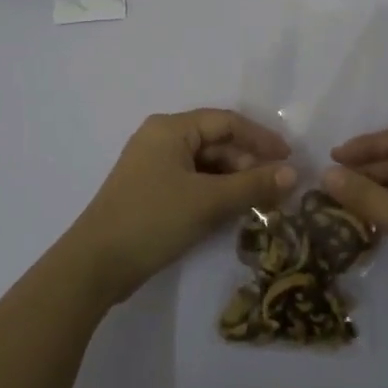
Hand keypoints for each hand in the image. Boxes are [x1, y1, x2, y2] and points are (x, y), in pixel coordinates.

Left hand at [66, 109, 295, 306]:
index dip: (261, 138)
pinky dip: (215, 192)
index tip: (289, 158)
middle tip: (276, 189)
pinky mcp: (150, 191)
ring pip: (205, 164)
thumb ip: (252, 185)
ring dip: (234, 180)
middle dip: (248, 163)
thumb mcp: (208, 201)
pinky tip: (233, 211)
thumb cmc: (153, 220)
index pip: (226, 122)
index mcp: (171, 128)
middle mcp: (161, 139)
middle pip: (216, 142)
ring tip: (261, 203)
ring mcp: (153, 166)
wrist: (95, 265)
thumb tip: (293, 173)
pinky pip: (192, 182)